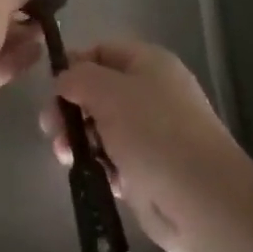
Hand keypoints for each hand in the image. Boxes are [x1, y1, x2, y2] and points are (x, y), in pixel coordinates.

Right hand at [40, 40, 244, 251]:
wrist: (201, 199)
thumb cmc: (154, 132)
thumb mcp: (107, 91)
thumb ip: (78, 78)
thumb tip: (63, 81)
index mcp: (149, 63)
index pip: (102, 52)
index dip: (73, 65)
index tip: (51, 89)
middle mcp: (151, 93)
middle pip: (98, 91)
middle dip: (71, 109)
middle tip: (51, 128)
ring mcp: (151, 134)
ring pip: (101, 128)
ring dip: (78, 139)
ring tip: (66, 156)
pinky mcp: (148, 171)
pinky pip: (112, 160)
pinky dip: (99, 165)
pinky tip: (92, 175)